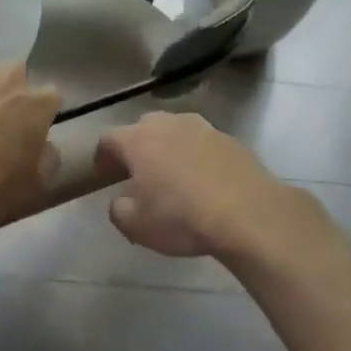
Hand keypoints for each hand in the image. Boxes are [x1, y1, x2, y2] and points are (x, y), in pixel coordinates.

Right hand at [96, 113, 305, 258]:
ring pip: (176, 131)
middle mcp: (169, 124)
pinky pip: (203, 143)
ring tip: (171, 173)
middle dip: (136, 146)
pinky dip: (196, 156)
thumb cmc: (181, 218)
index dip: (102, 157)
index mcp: (138, 140)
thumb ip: (118, 209)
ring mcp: (203, 128)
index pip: (108, 139)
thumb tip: (122, 200)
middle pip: (143, 127)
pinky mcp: (231, 140)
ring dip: (168, 147)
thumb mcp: (135, 225)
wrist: (248, 214)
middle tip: (137, 171)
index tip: (103, 175)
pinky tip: (202, 180)